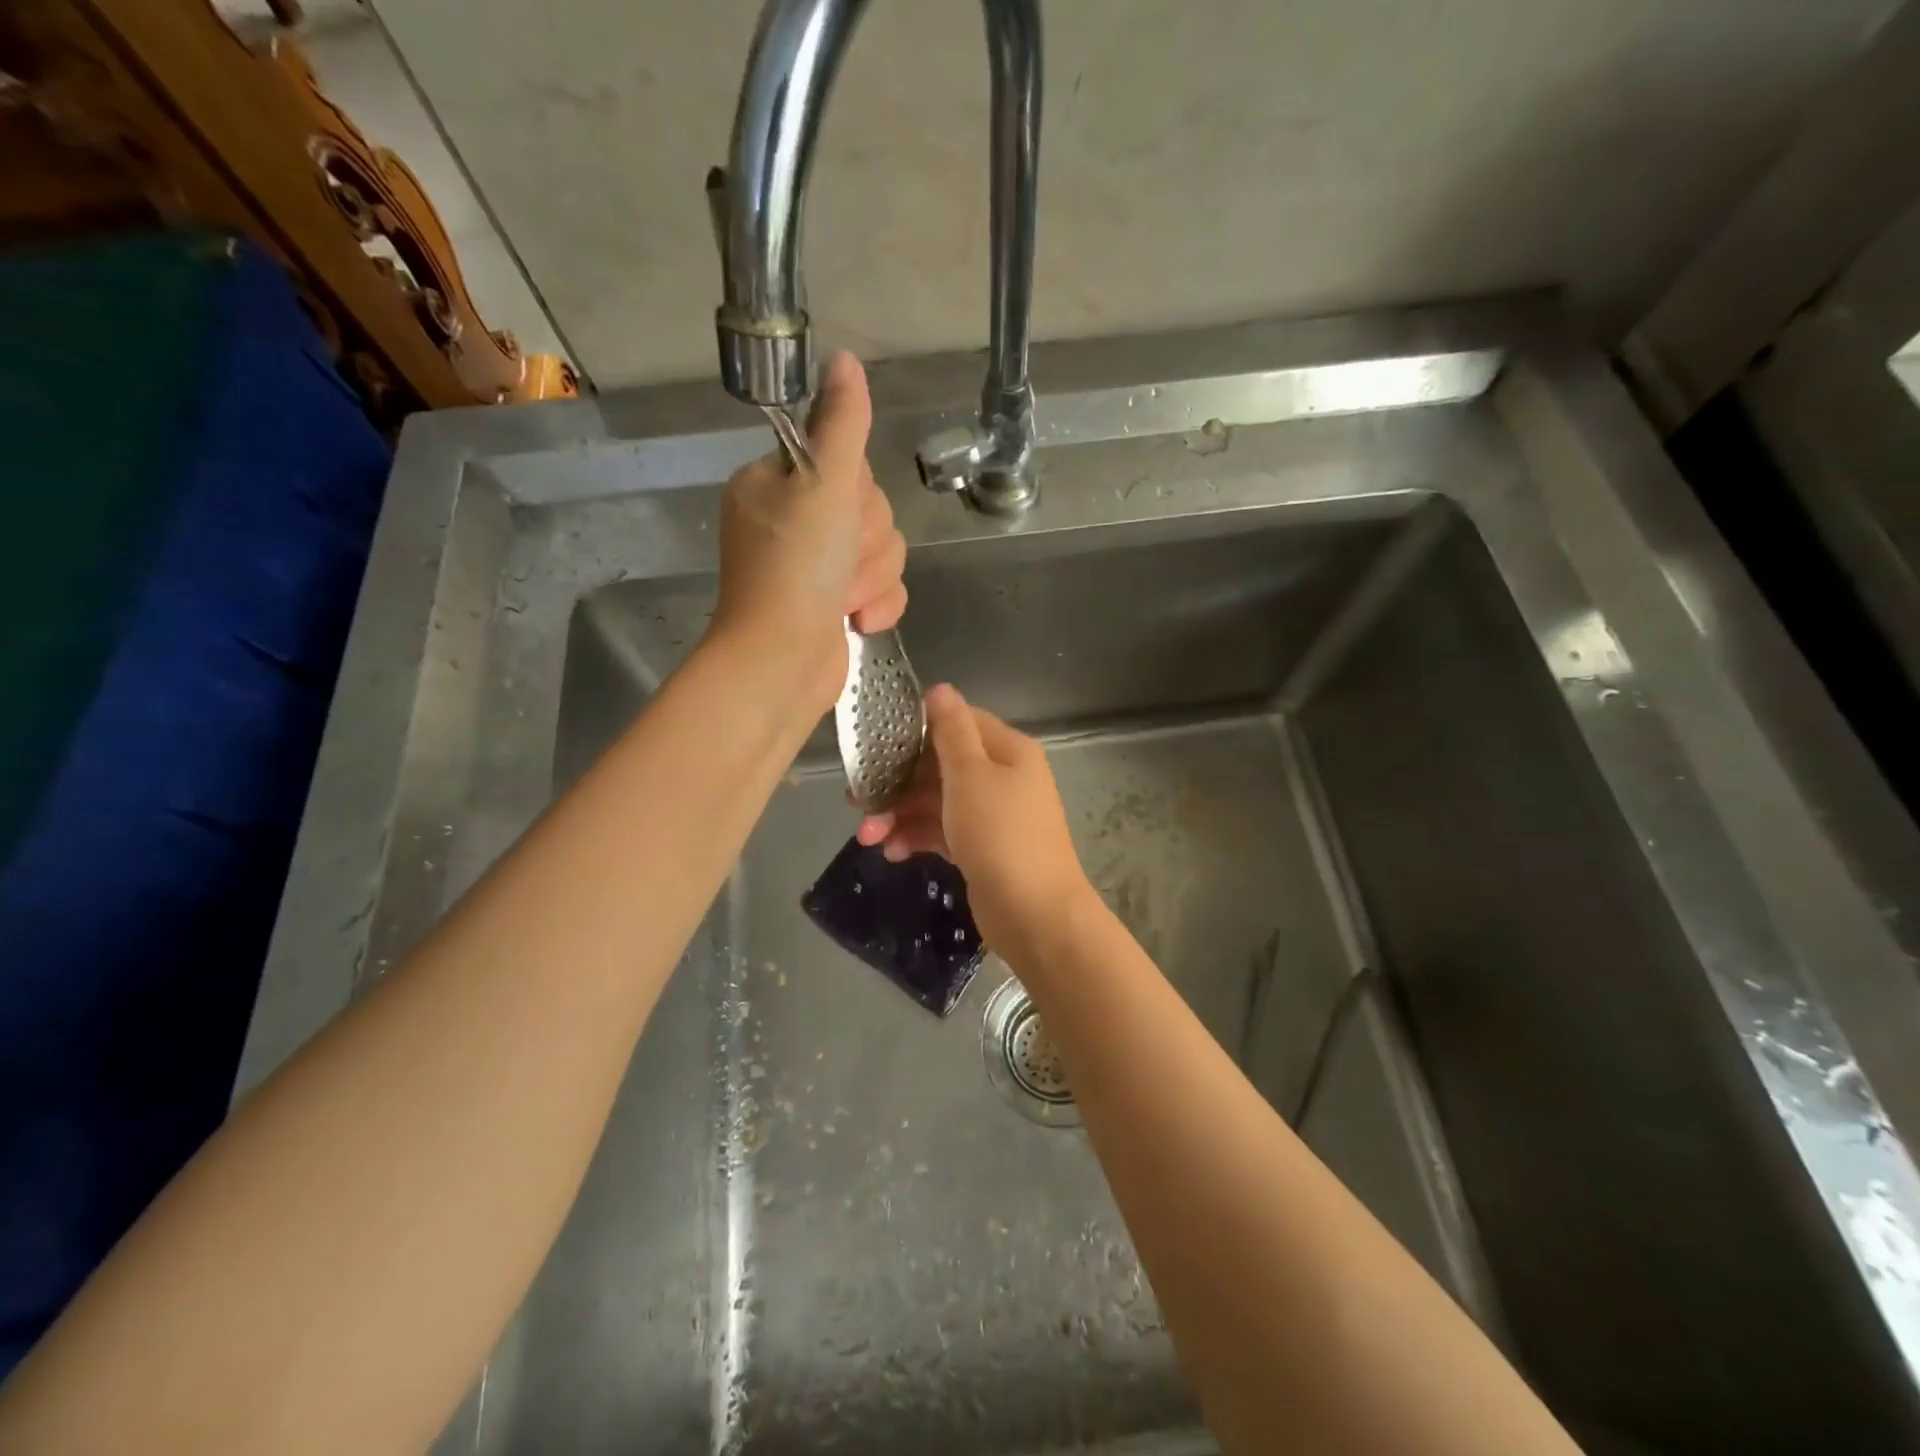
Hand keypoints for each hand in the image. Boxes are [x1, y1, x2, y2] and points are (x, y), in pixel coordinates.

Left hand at [710, 351, 907, 710]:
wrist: (782, 664)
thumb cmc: (796, 571)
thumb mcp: (822, 486)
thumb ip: (841, 425)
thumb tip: (845, 360)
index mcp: (776, 485)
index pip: (846, 463)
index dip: (856, 492)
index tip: (838, 515)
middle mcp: (794, 521)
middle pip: (870, 509)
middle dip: (866, 544)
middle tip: (837, 564)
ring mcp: (815, 566)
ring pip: (882, 550)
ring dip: (872, 578)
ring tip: (843, 601)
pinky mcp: (835, 604)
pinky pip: (882, 587)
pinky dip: (876, 605)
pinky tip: (856, 622)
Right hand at [856, 684, 1093, 963]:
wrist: (1035, 915)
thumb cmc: (1000, 835)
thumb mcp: (971, 775)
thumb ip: (951, 730)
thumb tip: (940, 688)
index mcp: (1007, 750)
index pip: (958, 722)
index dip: (917, 729)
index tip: (876, 742)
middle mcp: (1002, 777)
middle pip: (940, 765)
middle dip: (898, 782)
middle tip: (856, 800)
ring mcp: (992, 815)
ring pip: (936, 802)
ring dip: (900, 815)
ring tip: (867, 837)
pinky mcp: (981, 849)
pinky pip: (942, 832)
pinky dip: (917, 837)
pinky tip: (892, 852)